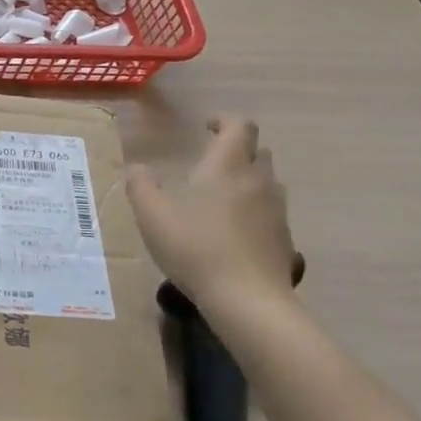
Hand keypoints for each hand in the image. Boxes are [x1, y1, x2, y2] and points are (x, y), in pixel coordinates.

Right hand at [127, 115, 297, 310]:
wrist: (248, 300)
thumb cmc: (196, 249)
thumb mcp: (153, 217)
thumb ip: (141, 186)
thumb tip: (136, 168)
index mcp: (226, 167)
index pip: (238, 126)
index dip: (224, 121)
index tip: (206, 126)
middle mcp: (257, 181)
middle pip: (257, 151)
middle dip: (237, 148)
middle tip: (211, 160)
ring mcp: (276, 210)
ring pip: (266, 181)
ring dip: (247, 178)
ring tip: (221, 195)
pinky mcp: (284, 238)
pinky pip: (270, 211)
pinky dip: (254, 209)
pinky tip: (233, 231)